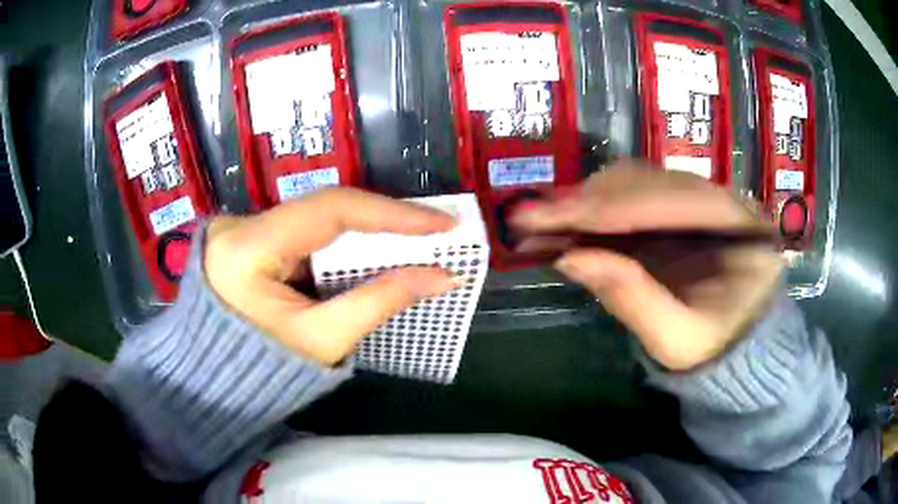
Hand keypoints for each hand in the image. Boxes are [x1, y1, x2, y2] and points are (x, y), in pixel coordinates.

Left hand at [204, 188, 458, 365]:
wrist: (216, 382)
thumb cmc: (263, 371)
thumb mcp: (323, 340)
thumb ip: (381, 302)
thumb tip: (442, 276)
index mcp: (246, 248)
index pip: (329, 211)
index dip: (391, 214)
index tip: (442, 222)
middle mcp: (240, 224)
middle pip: (323, 209)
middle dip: (382, 221)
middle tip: (434, 229)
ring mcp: (241, 227)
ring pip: (316, 218)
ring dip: (363, 231)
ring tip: (413, 238)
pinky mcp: (248, 237)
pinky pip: (304, 230)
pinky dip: (339, 242)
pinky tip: (369, 250)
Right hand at [511, 161, 783, 370]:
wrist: (734, 346)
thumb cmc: (715, 348)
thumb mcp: (678, 340)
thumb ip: (634, 299)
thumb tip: (571, 258)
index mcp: (741, 225)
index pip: (667, 201)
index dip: (604, 209)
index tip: (545, 216)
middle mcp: (721, 197)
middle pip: (646, 183)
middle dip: (585, 202)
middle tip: (529, 220)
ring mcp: (699, 199)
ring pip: (634, 184)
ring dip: (585, 203)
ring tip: (540, 225)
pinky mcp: (679, 211)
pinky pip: (632, 198)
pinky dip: (595, 211)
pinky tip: (565, 224)